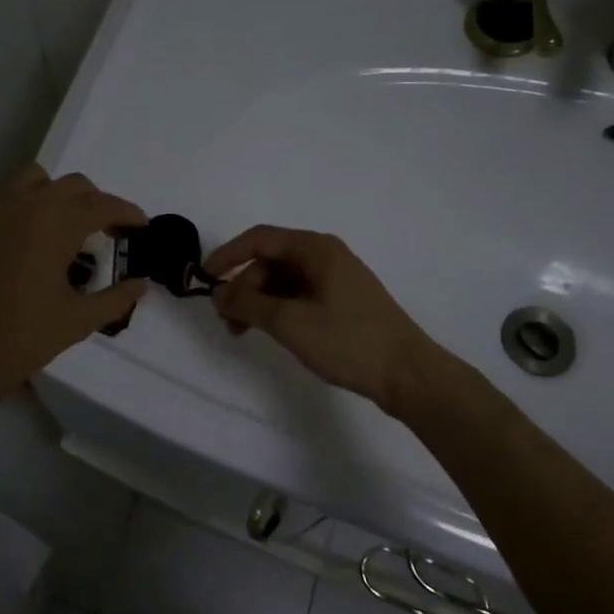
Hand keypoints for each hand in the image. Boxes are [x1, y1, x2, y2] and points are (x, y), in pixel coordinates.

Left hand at [0, 165, 148, 410]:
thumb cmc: (22, 337)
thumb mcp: (78, 321)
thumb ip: (115, 298)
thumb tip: (141, 284)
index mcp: (56, 222)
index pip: (102, 205)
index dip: (127, 213)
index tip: (141, 226)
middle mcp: (24, 203)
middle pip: (72, 185)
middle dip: (94, 203)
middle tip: (104, 232)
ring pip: (32, 180)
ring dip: (55, 195)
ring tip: (60, 228)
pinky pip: (1, 199)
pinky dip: (21, 208)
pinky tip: (22, 242)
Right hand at [207, 225, 439, 411]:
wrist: (408, 374)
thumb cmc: (348, 340)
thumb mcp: (289, 322)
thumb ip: (248, 304)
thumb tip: (219, 294)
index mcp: (316, 249)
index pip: (260, 239)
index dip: (228, 255)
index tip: (205, 279)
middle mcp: (326, 256)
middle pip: (271, 261)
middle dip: (243, 286)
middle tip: (227, 320)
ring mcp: (336, 279)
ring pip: (284, 281)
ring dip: (258, 301)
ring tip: (242, 332)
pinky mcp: (343, 302)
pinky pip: (299, 295)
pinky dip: (278, 310)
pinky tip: (271, 332)